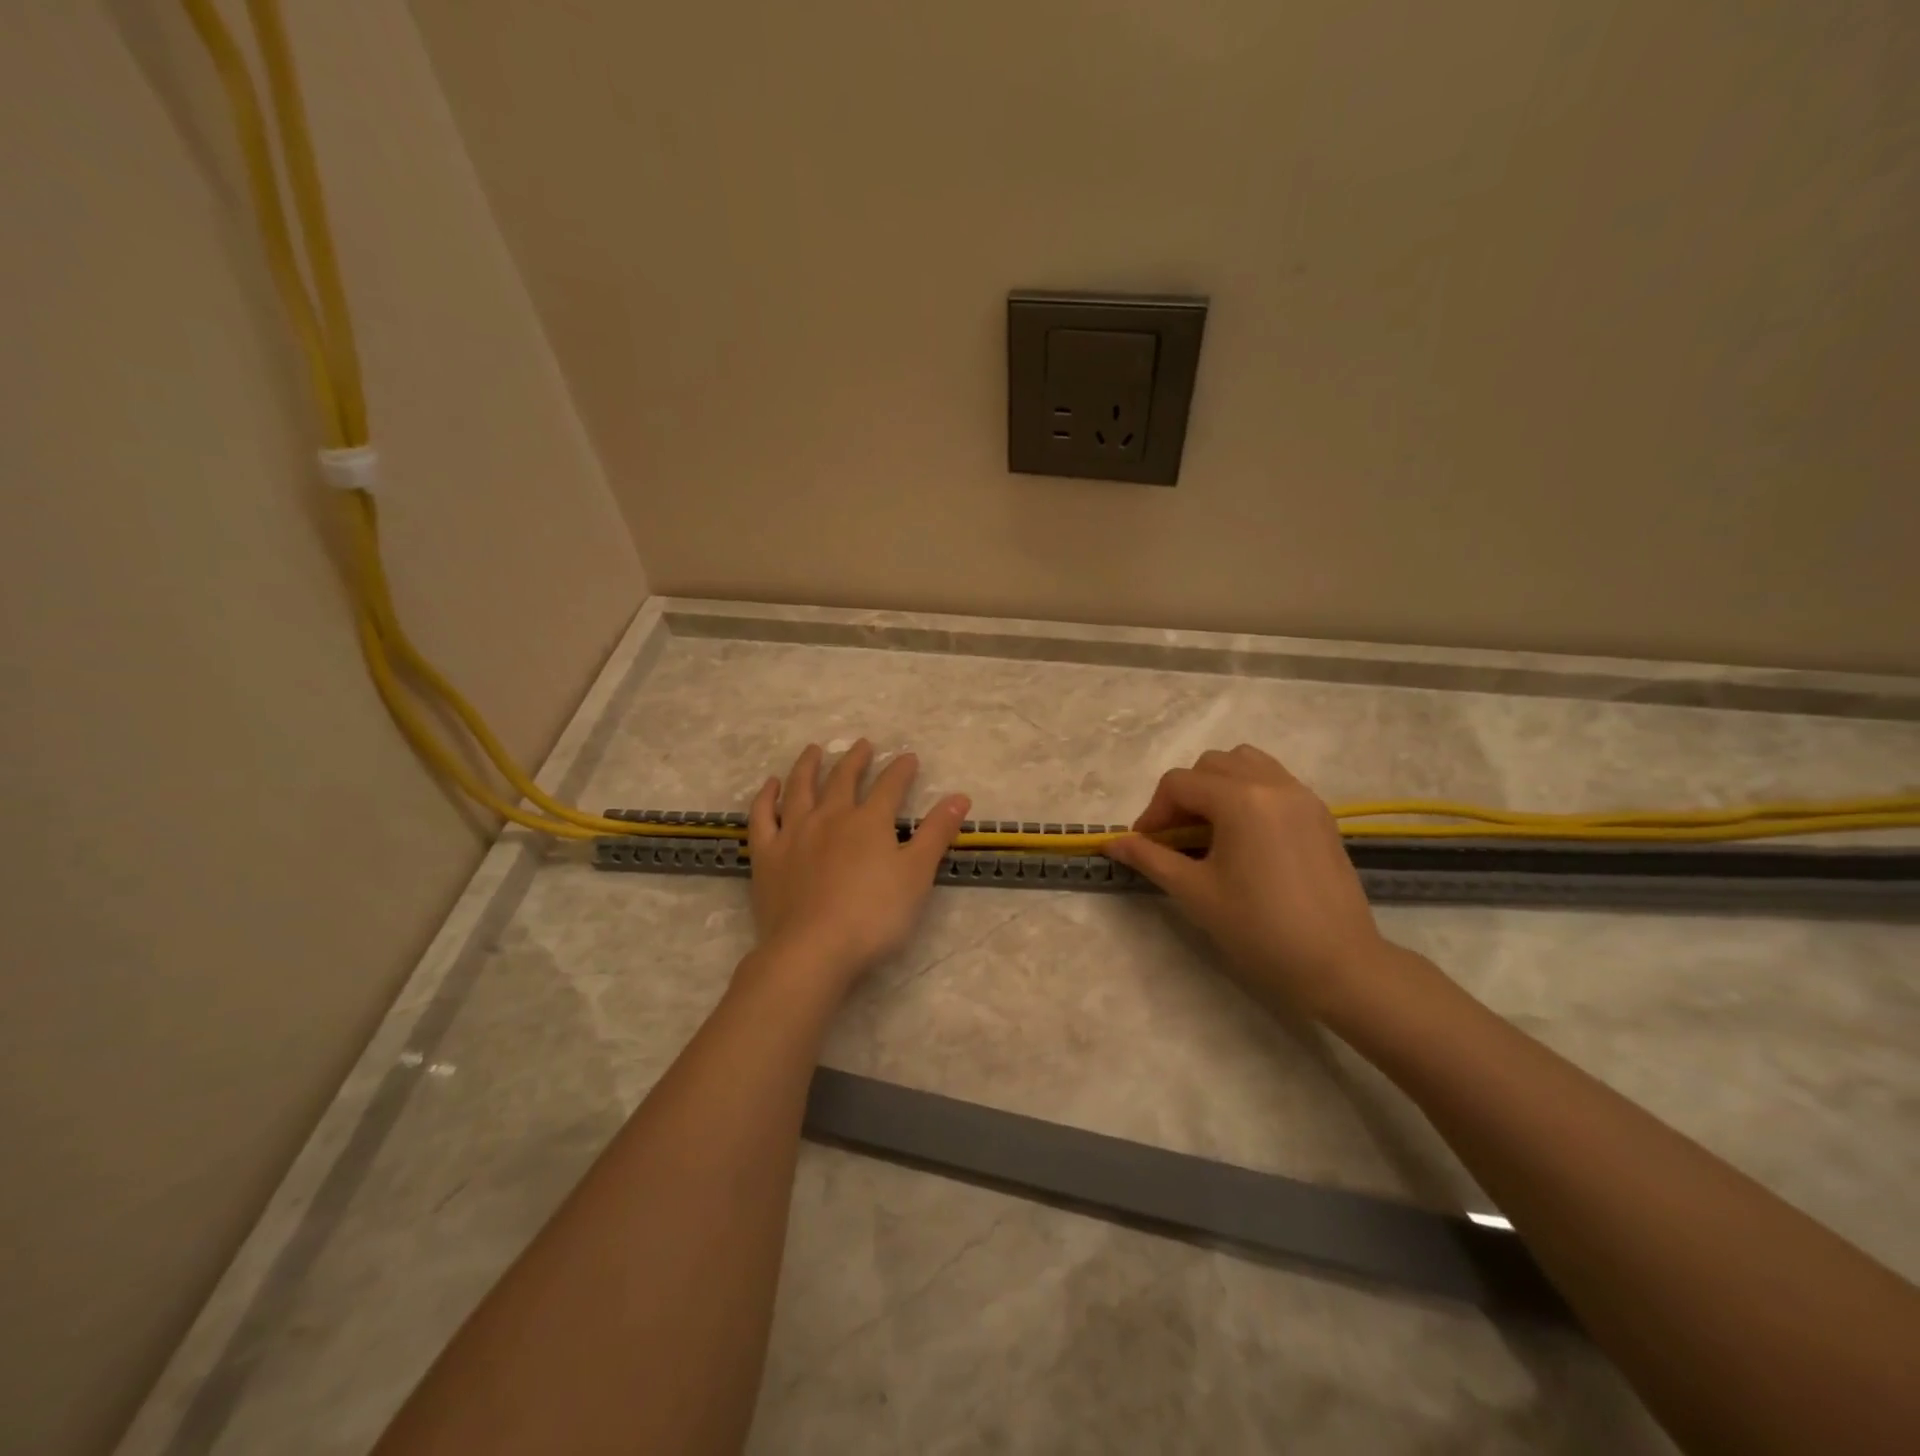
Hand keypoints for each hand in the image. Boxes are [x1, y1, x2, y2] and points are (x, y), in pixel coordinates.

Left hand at [744, 740, 970, 994]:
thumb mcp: (917, 875)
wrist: (813, 949)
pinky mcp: (767, 855)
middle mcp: (830, 817)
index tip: (908, 757)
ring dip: (808, 766)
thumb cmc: (874, 915)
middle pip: (843, 779)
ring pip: (800, 788)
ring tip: (814, 750)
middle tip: (862, 745)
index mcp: (869, 821)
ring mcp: (794, 833)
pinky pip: (762, 817)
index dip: (901, 770)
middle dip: (855, 760)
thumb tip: (960, 796)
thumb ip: (936, 833)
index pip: (889, 786)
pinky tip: (770, 786)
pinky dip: (766, 797)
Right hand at [1105, 745, 1395, 1019]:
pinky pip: (1274, 782)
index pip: (1179, 784)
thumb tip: (1112, 843)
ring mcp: (1302, 796)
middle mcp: (1273, 784)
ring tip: (1210, 829)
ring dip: (1218, 786)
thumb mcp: (1195, 892)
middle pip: (1211, 765)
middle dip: (1184, 795)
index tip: (1146, 847)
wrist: (1339, 965)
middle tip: (1176, 838)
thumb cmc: (1259, 929)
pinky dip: (1249, 794)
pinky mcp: (1320, 815)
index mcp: (1241, 799)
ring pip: (1246, 764)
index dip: (1153, 813)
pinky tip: (1244, 837)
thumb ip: (1151, 859)